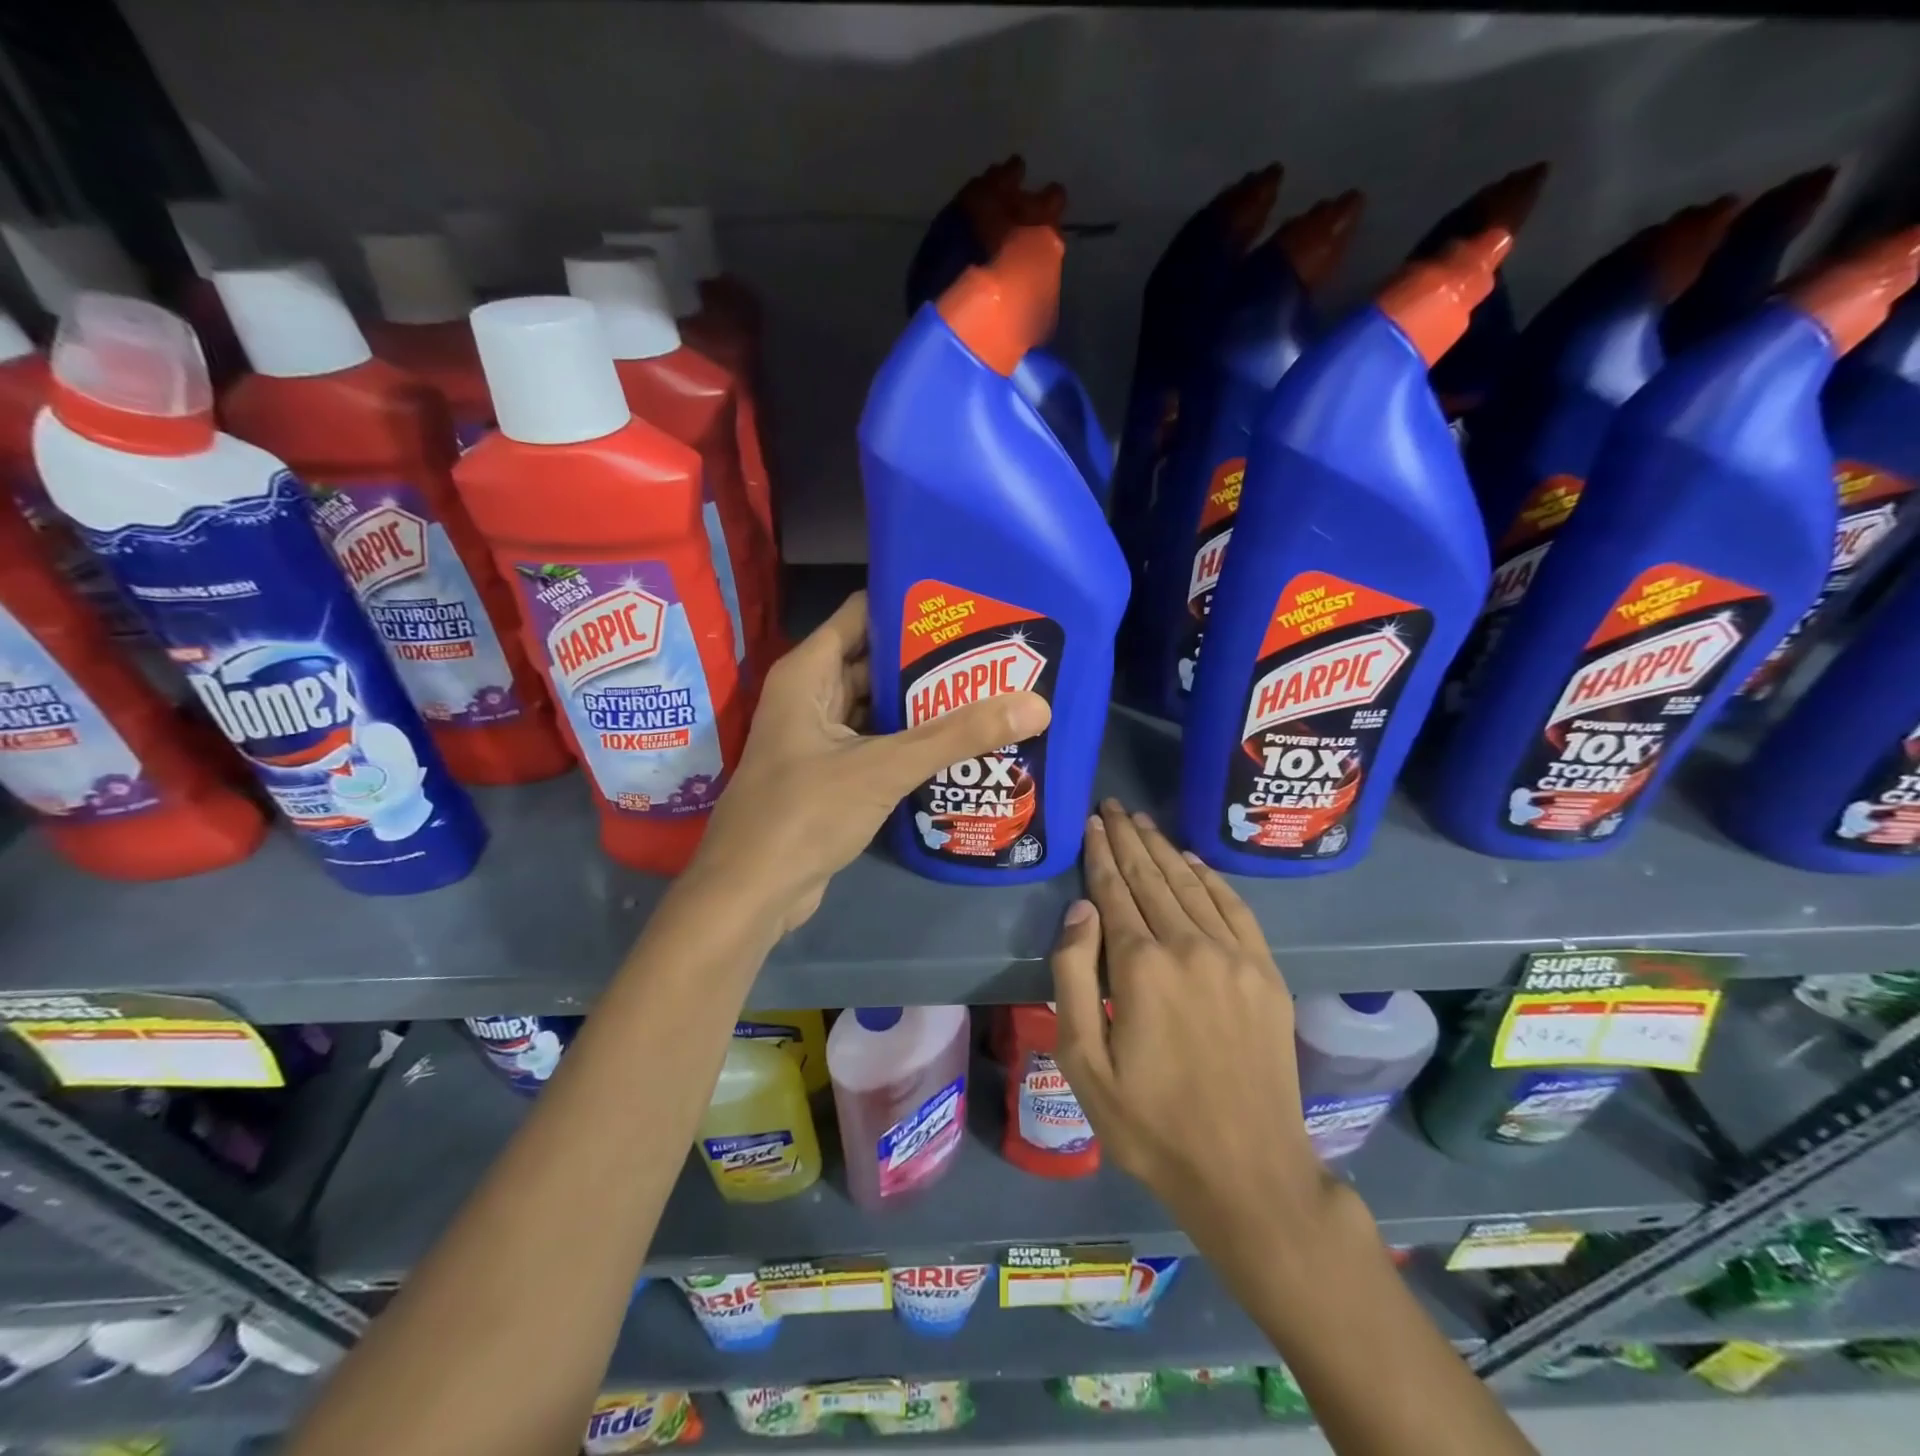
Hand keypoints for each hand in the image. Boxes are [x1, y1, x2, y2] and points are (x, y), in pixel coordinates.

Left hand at [692, 592, 1050, 931]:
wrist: (752, 893)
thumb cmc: (804, 814)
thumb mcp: (883, 767)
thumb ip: (956, 736)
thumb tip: (1036, 705)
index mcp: (809, 673)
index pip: (863, 614)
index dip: (911, 606)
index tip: (968, 607)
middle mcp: (811, 696)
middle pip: (876, 661)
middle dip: (930, 659)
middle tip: (994, 655)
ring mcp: (819, 738)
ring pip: (879, 707)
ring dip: (924, 705)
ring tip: (989, 694)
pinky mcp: (831, 775)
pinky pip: (877, 744)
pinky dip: (911, 742)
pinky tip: (959, 745)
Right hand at [1049, 800, 1333, 1250]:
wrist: (1248, 1172)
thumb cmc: (1150, 1124)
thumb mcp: (1084, 1063)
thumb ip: (1074, 978)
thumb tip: (1081, 910)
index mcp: (1142, 967)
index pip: (1114, 891)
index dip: (1101, 854)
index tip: (1092, 822)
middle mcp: (1190, 946)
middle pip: (1152, 877)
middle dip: (1128, 839)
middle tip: (1113, 807)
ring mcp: (1235, 957)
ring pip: (1191, 885)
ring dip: (1165, 850)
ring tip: (1142, 823)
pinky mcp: (1267, 974)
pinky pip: (1235, 908)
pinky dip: (1211, 879)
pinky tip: (1194, 862)